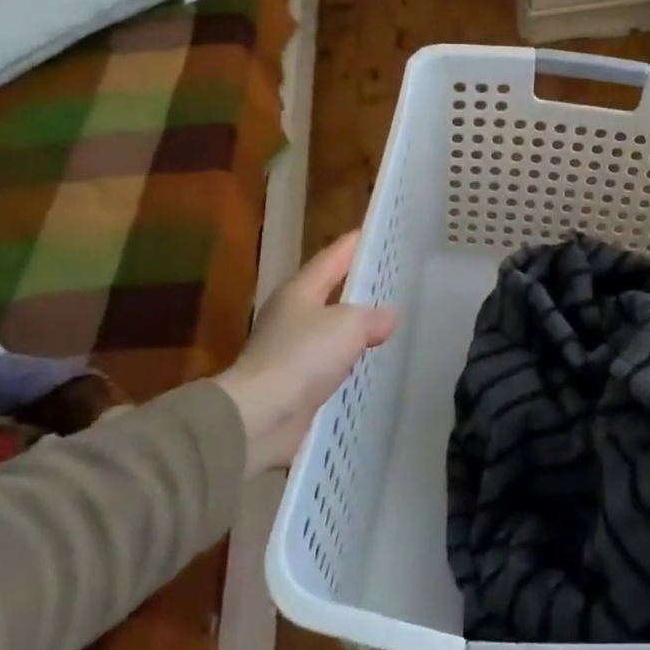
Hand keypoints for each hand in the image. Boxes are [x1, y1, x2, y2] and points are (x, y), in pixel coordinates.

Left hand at [215, 231, 396, 475]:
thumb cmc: (302, 357)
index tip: (372, 233)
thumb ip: (372, 316)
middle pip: (328, 293)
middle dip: (356, 287)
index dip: (351, 245)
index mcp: (300, 292)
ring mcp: (291, 351)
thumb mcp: (347, 326)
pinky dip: (347, 363)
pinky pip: (329, 365)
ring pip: (330, 331)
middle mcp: (292, 316)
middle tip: (390, 281)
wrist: (259, 416)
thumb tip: (389, 316)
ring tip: (386, 324)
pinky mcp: (295, 384)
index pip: (331, 258)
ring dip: (353, 329)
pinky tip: (368, 366)